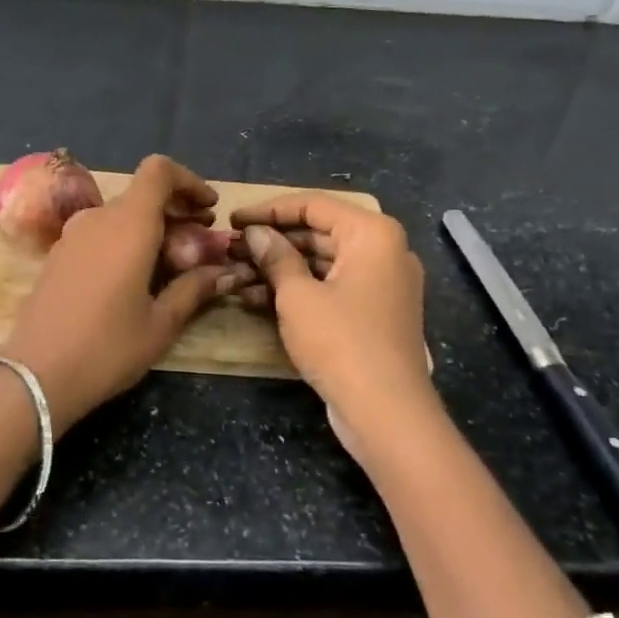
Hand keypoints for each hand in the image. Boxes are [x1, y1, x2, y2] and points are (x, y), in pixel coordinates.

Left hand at [0, 155, 240, 432]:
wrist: (34, 376)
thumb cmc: (106, 348)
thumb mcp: (161, 324)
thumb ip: (194, 289)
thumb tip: (226, 273)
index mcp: (128, 225)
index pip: (159, 171)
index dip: (189, 181)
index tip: (209, 208)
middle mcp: (98, 218)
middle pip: (143, 195)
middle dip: (176, 211)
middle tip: (201, 243)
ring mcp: (72, 236)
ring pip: (121, 215)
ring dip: (151, 228)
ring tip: (173, 265)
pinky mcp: (58, 255)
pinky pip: (100, 233)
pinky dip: (126, 241)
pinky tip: (136, 278)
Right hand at [230, 194, 437, 458]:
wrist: (387, 413)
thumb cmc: (341, 342)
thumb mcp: (297, 296)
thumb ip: (275, 257)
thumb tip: (255, 234)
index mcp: (373, 234)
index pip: (313, 204)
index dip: (268, 210)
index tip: (233, 220)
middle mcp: (384, 250)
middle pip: (319, 232)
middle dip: (272, 242)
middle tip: (231, 249)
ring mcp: (382, 284)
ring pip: (323, 262)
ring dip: (280, 269)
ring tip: (237, 276)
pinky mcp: (374, 313)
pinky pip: (332, 287)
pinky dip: (299, 290)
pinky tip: (257, 300)